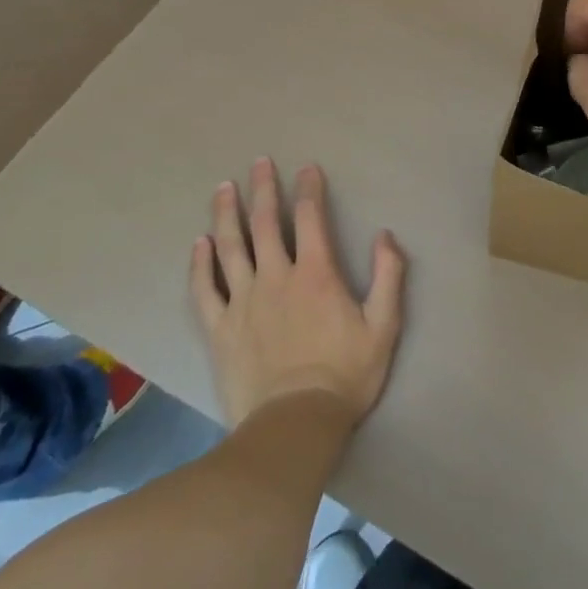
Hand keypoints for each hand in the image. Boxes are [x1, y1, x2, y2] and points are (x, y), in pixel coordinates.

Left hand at [189, 159, 405, 430]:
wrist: (294, 426)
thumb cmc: (345, 374)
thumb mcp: (383, 325)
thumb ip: (388, 275)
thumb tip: (385, 235)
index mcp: (316, 273)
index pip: (310, 218)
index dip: (309, 189)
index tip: (307, 168)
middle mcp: (276, 277)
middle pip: (265, 224)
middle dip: (263, 189)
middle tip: (259, 162)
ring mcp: (243, 303)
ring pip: (230, 248)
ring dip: (226, 215)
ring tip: (223, 188)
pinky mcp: (220, 330)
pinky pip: (205, 290)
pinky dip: (200, 264)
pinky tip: (199, 244)